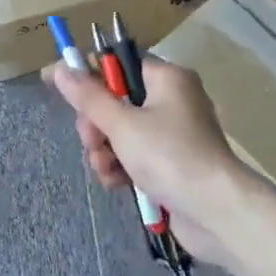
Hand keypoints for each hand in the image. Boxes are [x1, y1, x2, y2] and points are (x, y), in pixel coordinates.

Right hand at [42, 58, 244, 269]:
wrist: (216, 212)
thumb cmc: (169, 155)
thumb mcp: (122, 124)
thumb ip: (88, 97)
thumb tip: (59, 68)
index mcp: (166, 79)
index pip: (119, 63)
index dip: (88, 74)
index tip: (59, 86)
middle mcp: (172, 100)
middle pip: (116, 101)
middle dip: (96, 124)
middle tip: (92, 141)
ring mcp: (173, 134)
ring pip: (121, 132)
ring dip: (105, 151)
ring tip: (106, 169)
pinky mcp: (171, 164)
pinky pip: (134, 156)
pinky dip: (121, 167)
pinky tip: (116, 183)